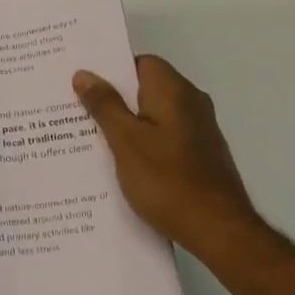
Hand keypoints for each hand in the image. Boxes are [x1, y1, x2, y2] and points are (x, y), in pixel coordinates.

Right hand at [73, 56, 263, 251]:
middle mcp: (191, 103)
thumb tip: (85, 74)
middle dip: (113, 98)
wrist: (219, 232)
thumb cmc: (167, 181)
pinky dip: (142, 144)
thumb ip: (105, 105)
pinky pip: (164, 138)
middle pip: (146, 88)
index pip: (140, 63)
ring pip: (153, 115)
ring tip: (89, 138)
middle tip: (75, 109)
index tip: (82, 83)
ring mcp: (199, 131)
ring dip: (126, 124)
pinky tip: (120, 164)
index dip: (111, 70)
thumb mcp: (125, 141)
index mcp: (174, 91)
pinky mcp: (200, 156)